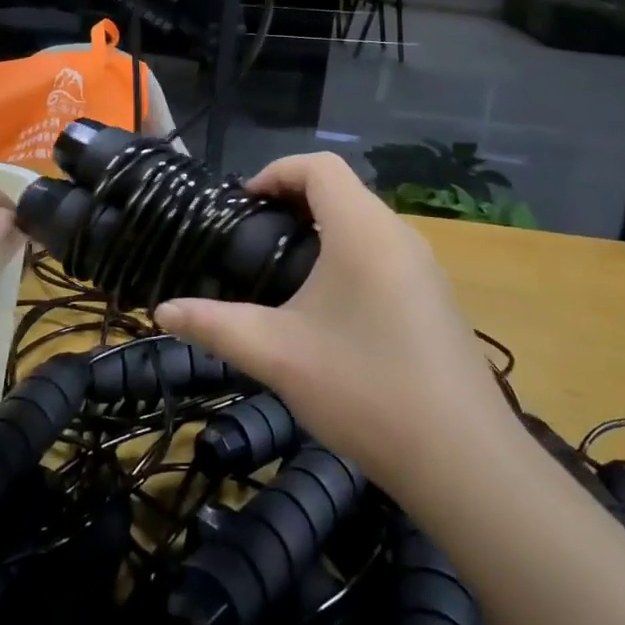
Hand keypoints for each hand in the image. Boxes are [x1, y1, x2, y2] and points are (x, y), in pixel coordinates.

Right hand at [156, 153, 508, 497]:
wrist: (463, 459)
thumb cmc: (362, 388)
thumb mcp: (276, 354)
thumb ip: (214, 326)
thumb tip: (162, 311)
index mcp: (362, 229)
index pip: (319, 166)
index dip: (276, 172)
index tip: (242, 205)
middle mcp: (399, 235)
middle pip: (343, 190)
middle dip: (295, 201)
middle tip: (254, 239)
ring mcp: (426, 267)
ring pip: (367, 223)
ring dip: (324, 231)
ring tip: (285, 272)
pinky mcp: (437, 299)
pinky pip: (386, 254)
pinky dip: (351, 257)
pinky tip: (331, 311)